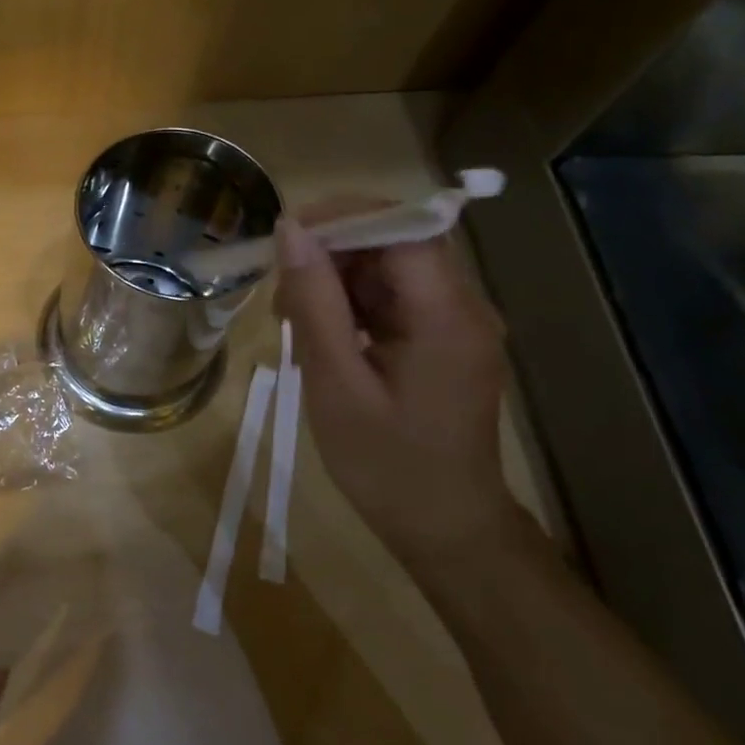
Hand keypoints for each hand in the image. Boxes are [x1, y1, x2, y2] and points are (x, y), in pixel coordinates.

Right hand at [275, 210, 526, 570]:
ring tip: (291, 320)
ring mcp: (456, 324)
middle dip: (332, 251)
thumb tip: (290, 230)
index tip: (286, 234)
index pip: (404, 227)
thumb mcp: (335, 381)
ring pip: (389, 269)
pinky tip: (319, 336)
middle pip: (396, 243)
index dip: (344, 216)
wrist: (443, 528)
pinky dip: (351, 305)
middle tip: (280, 291)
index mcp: (447, 316)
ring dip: (336, 280)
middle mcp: (464, 307)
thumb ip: (314, 301)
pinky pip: (393, 300)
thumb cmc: (384, 463)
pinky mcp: (443, 341)